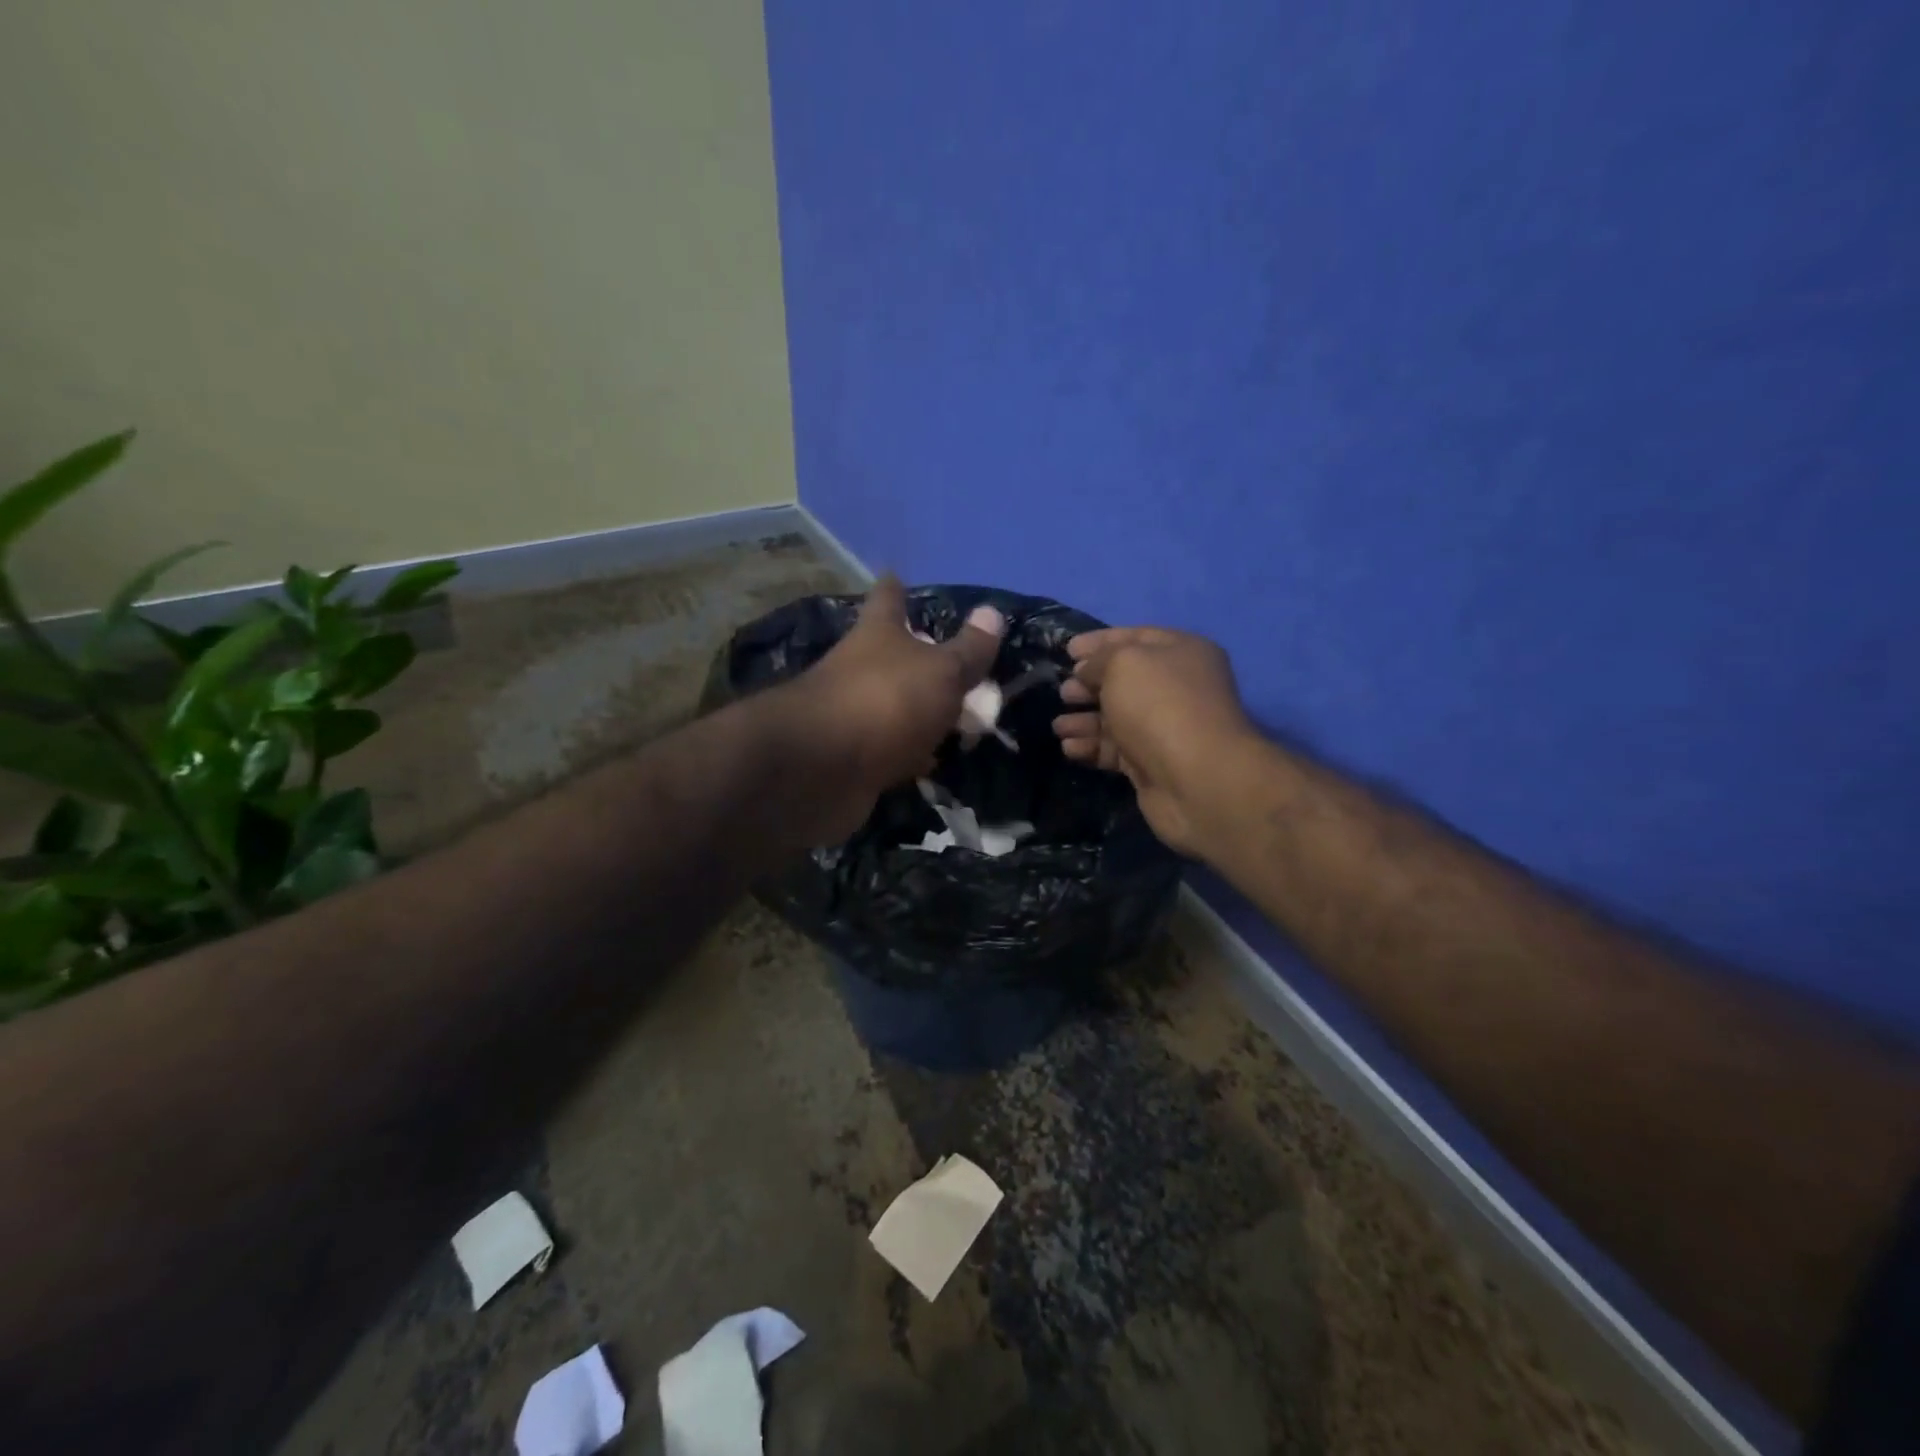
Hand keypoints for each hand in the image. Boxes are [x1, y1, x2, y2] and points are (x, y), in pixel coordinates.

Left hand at [786, 576, 1003, 839]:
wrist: (820, 770)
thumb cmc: (886, 702)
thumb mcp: (941, 672)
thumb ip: (969, 650)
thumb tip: (993, 612)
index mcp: (878, 634)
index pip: (887, 599)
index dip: (895, 588)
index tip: (897, 577)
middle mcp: (858, 668)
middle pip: (889, 655)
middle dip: (915, 658)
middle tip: (954, 665)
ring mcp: (850, 714)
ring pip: (890, 705)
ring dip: (916, 711)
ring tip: (953, 718)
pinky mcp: (849, 757)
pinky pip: (888, 749)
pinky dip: (907, 753)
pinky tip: (929, 762)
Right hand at [1053, 627, 1258, 854]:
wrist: (1195, 778)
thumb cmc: (1159, 705)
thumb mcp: (1123, 663)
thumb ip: (1098, 660)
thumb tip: (1086, 672)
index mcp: (1182, 652)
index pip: (1136, 637)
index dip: (1099, 642)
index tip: (1067, 650)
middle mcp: (1178, 687)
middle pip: (1124, 681)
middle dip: (1089, 685)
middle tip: (1064, 692)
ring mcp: (1165, 728)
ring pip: (1116, 718)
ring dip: (1084, 720)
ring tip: (1059, 727)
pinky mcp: (1152, 763)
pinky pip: (1115, 749)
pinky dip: (1091, 747)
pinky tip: (1070, 748)